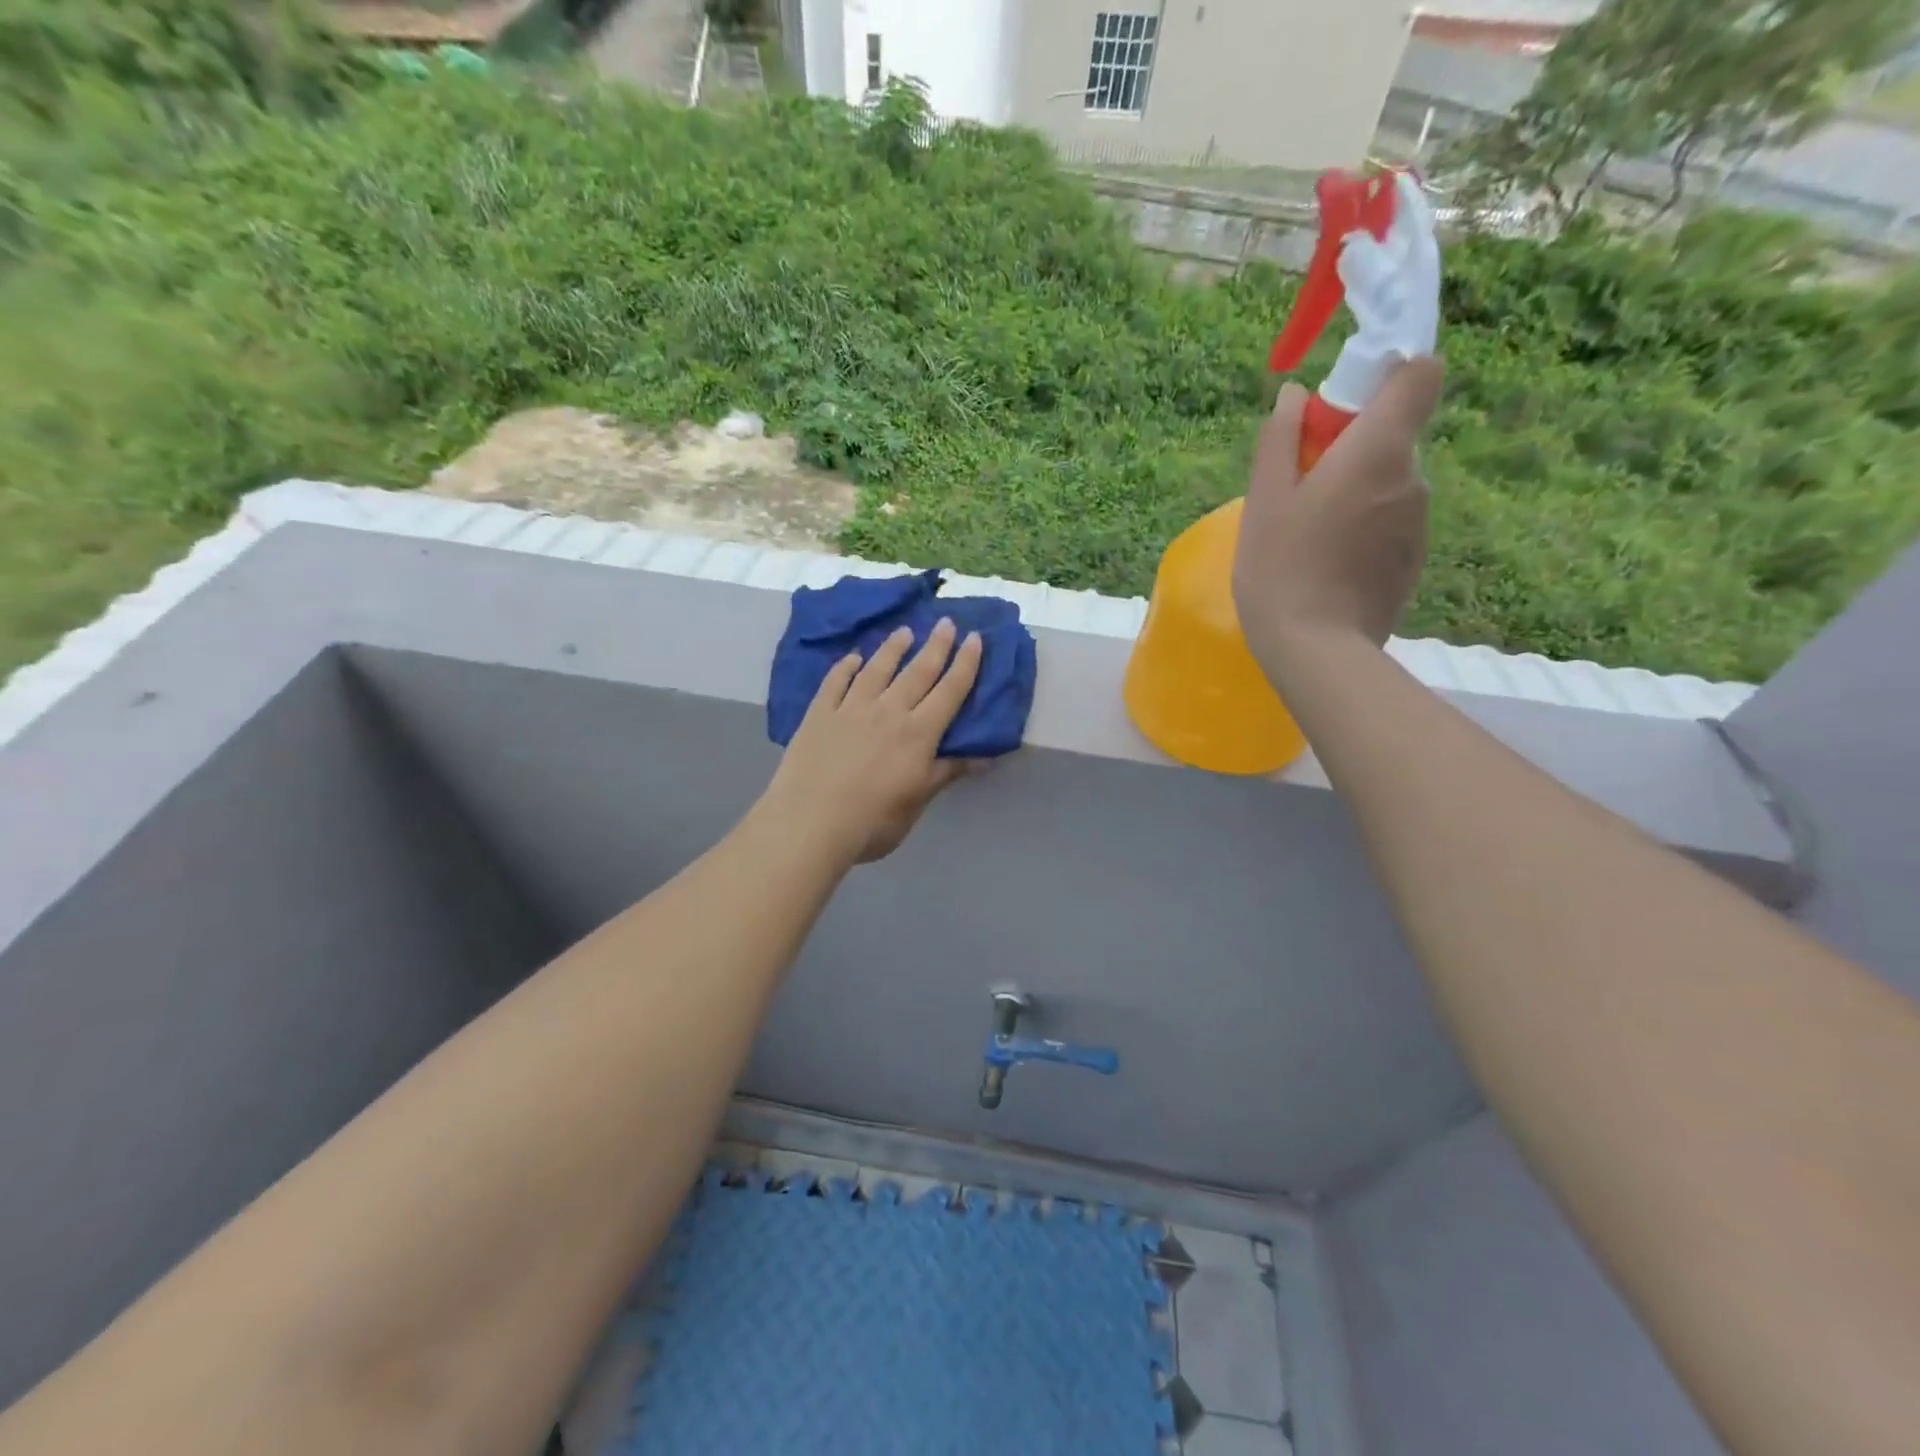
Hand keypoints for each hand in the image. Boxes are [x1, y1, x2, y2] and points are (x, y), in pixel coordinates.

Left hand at [759, 619, 984, 866]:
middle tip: (946, 622)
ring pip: (877, 670)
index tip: (975, 638)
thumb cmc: (873, 821)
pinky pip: (835, 682)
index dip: (965, 664)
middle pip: (917, 672)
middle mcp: (888, 711)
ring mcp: (850, 709)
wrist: (810, 823)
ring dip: (893, 648)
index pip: (950, 691)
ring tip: (904, 632)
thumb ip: (946, 772)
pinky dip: (846, 667)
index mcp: (918, 733)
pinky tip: (853, 658)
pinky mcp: (819, 714)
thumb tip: (984, 756)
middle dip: (935, 646)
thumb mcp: (918, 801)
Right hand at [1233, 357, 1444, 680]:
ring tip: (1310, 536)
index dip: (1389, 373)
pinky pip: (1391, 522)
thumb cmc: (1281, 568)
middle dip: (1353, 446)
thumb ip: (1280, 440)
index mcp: (1378, 451)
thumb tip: (1294, 396)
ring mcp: (1419, 522)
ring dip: (1357, 491)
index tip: (1345, 401)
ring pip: (1390, 482)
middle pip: (1395, 434)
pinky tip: (1328, 564)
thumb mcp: (1264, 501)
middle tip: (1301, 486)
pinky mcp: (1415, 559)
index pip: (1420, 375)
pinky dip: (1365, 527)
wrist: (1316, 649)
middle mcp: (1412, 478)